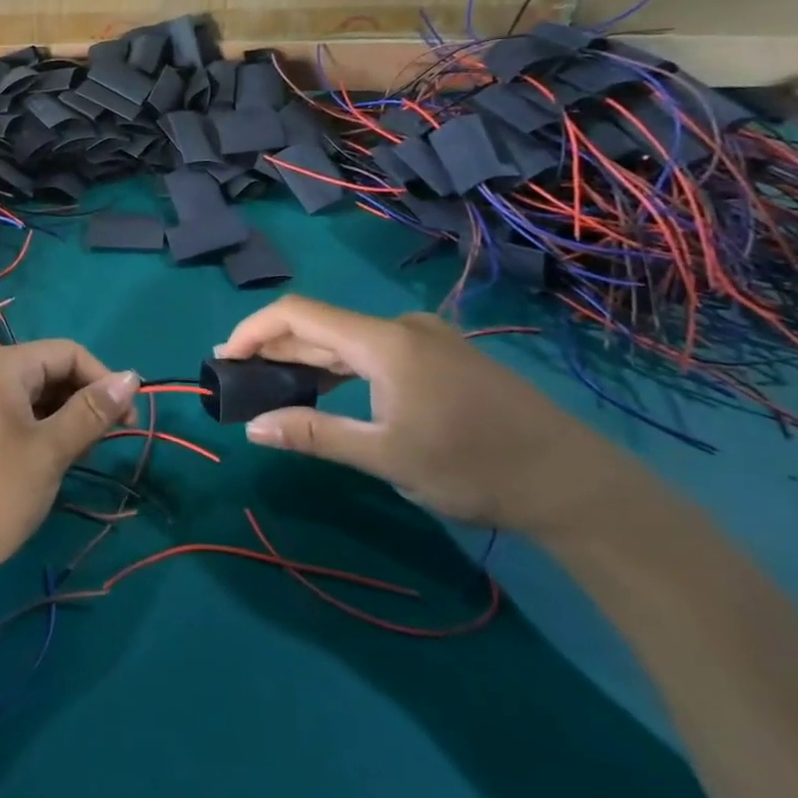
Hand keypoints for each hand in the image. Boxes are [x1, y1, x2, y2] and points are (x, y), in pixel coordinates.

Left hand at [0, 341, 138, 590]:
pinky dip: (38, 438)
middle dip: (83, 403)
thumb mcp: (47, 452)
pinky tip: (46, 470)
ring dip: (63, 424)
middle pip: (50, 373)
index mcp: (1, 366)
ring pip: (33, 400)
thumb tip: (133, 377)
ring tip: (76, 462)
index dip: (104, 381)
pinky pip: (13, 421)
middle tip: (103, 448)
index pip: (68, 352)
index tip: (128, 424)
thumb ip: (91, 413)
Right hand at [215, 296, 637, 538]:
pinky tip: (330, 392)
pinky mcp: (442, 357)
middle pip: (320, 324)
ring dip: (307, 359)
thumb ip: (314, 434)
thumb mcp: (386, 456)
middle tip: (240, 380)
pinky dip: (340, 366)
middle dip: (274, 348)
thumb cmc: (473, 467)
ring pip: (347, 338)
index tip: (224, 359)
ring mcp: (426, 339)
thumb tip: (253, 428)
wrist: (573, 483)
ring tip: (274, 387)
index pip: (298, 314)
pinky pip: (374, 350)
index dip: (253, 330)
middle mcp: (401, 327)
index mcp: (383, 341)